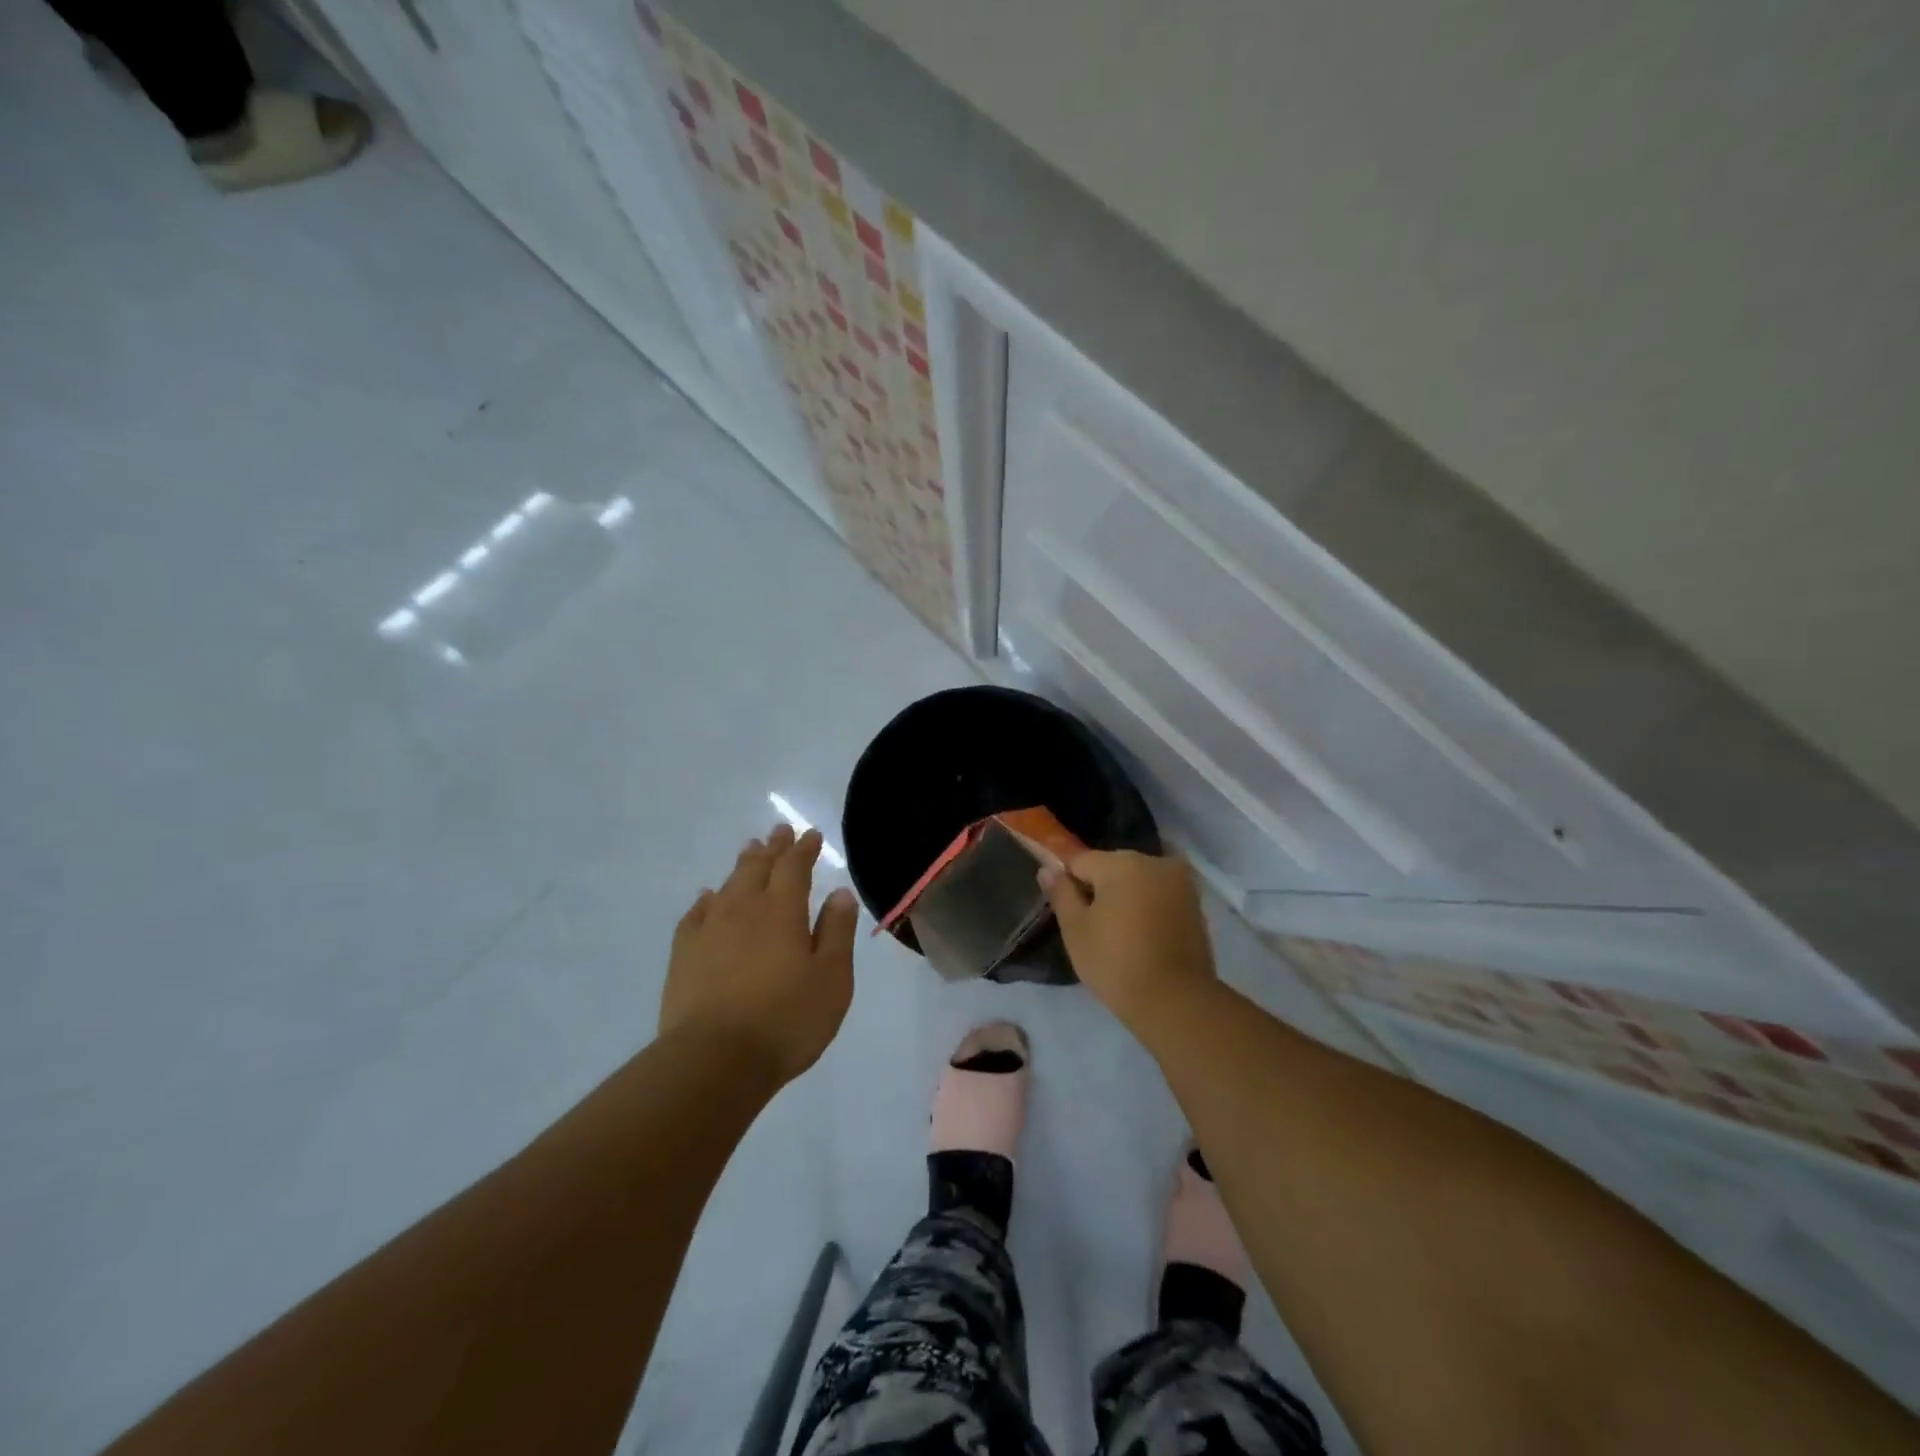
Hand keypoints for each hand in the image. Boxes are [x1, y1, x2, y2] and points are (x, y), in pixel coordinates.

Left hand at [660, 823, 858, 1084]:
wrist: (714, 1060)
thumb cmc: (786, 1020)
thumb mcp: (832, 979)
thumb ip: (837, 932)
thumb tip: (840, 892)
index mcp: (783, 911)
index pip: (795, 867)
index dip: (804, 849)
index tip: (811, 834)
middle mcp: (745, 909)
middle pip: (759, 867)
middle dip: (773, 847)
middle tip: (779, 831)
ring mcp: (709, 930)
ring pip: (728, 885)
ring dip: (742, 865)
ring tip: (749, 850)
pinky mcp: (684, 954)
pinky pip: (696, 913)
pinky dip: (707, 899)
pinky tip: (708, 897)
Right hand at [1041, 850, 1216, 1027]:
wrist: (1176, 1002)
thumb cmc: (1116, 963)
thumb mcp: (1075, 929)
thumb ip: (1061, 893)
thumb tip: (1048, 869)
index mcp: (1122, 862)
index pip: (1080, 861)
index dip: (1068, 884)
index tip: (1067, 912)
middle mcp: (1154, 862)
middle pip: (1112, 867)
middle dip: (1099, 889)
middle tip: (1091, 927)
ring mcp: (1180, 882)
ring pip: (1137, 881)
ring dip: (1125, 898)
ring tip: (1117, 935)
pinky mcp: (1195, 904)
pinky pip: (1159, 896)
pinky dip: (1146, 907)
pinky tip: (1141, 937)